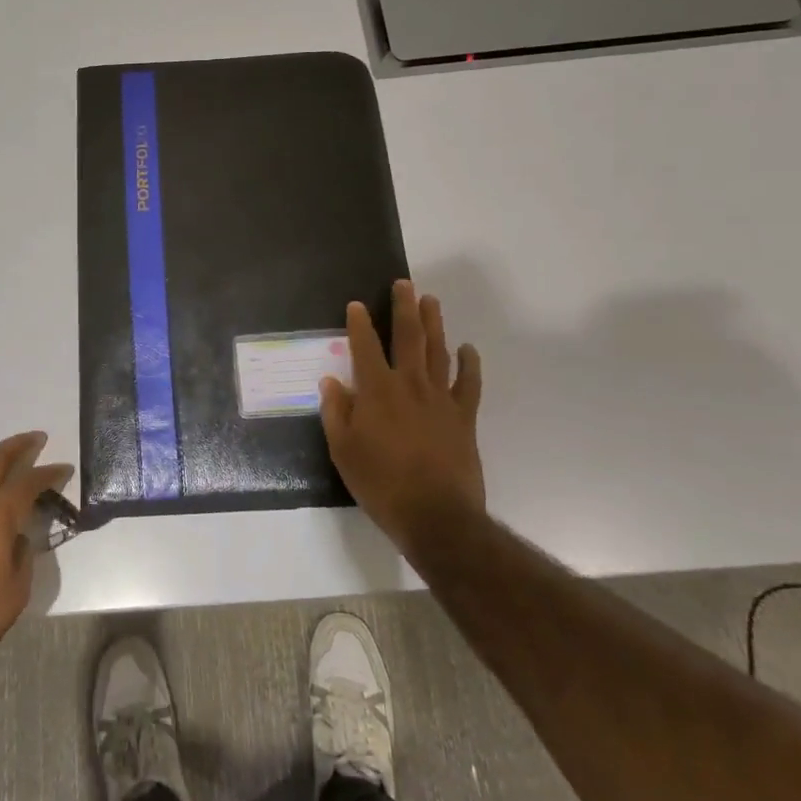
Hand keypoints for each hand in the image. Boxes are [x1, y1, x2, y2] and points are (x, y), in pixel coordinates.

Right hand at [319, 280, 484, 554]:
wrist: (436, 516)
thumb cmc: (381, 484)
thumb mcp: (343, 451)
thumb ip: (335, 412)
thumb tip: (330, 381)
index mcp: (377, 391)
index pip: (365, 347)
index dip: (359, 324)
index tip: (357, 304)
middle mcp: (410, 385)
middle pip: (408, 337)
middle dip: (404, 308)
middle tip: (405, 284)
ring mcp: (441, 399)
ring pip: (438, 351)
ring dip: (434, 324)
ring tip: (431, 301)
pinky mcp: (464, 417)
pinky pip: (469, 383)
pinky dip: (469, 363)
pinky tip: (467, 349)